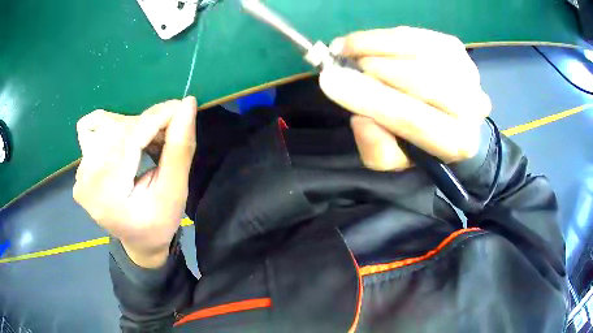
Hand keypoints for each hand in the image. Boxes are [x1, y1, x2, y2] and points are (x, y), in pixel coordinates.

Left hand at [73, 97, 196, 267]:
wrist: (138, 242)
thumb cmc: (158, 224)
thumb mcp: (174, 194)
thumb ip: (179, 150)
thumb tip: (187, 104)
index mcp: (107, 195)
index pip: (129, 137)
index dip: (157, 117)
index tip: (182, 108)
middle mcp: (85, 181)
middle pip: (116, 129)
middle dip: (147, 124)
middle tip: (168, 136)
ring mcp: (79, 174)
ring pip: (104, 124)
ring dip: (131, 126)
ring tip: (147, 143)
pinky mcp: (80, 168)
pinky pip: (92, 129)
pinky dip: (112, 127)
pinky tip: (125, 143)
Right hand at [319, 27, 490, 170]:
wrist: (447, 118)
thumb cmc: (417, 141)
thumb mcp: (390, 158)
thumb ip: (376, 148)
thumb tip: (361, 119)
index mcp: (457, 142)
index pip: (414, 119)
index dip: (371, 98)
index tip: (331, 81)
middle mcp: (471, 105)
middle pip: (422, 78)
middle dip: (377, 68)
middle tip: (342, 62)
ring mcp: (466, 70)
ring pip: (418, 50)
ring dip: (376, 45)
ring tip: (347, 48)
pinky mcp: (455, 47)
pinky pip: (416, 35)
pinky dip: (386, 35)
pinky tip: (366, 41)